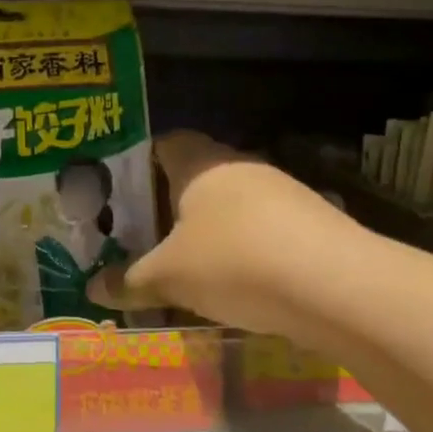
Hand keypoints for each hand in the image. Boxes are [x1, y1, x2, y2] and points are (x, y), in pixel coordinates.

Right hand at [89, 132, 368, 341]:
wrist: (339, 287)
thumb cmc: (234, 263)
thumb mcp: (169, 277)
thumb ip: (130, 280)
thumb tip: (93, 288)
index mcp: (201, 164)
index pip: (164, 143)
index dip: (139, 162)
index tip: (120, 192)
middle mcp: (242, 166)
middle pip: (197, 174)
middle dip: (172, 202)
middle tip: (146, 234)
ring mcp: (284, 192)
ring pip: (234, 203)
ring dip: (212, 227)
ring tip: (190, 264)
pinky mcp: (315, 221)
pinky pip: (265, 228)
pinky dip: (247, 248)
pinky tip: (239, 282)